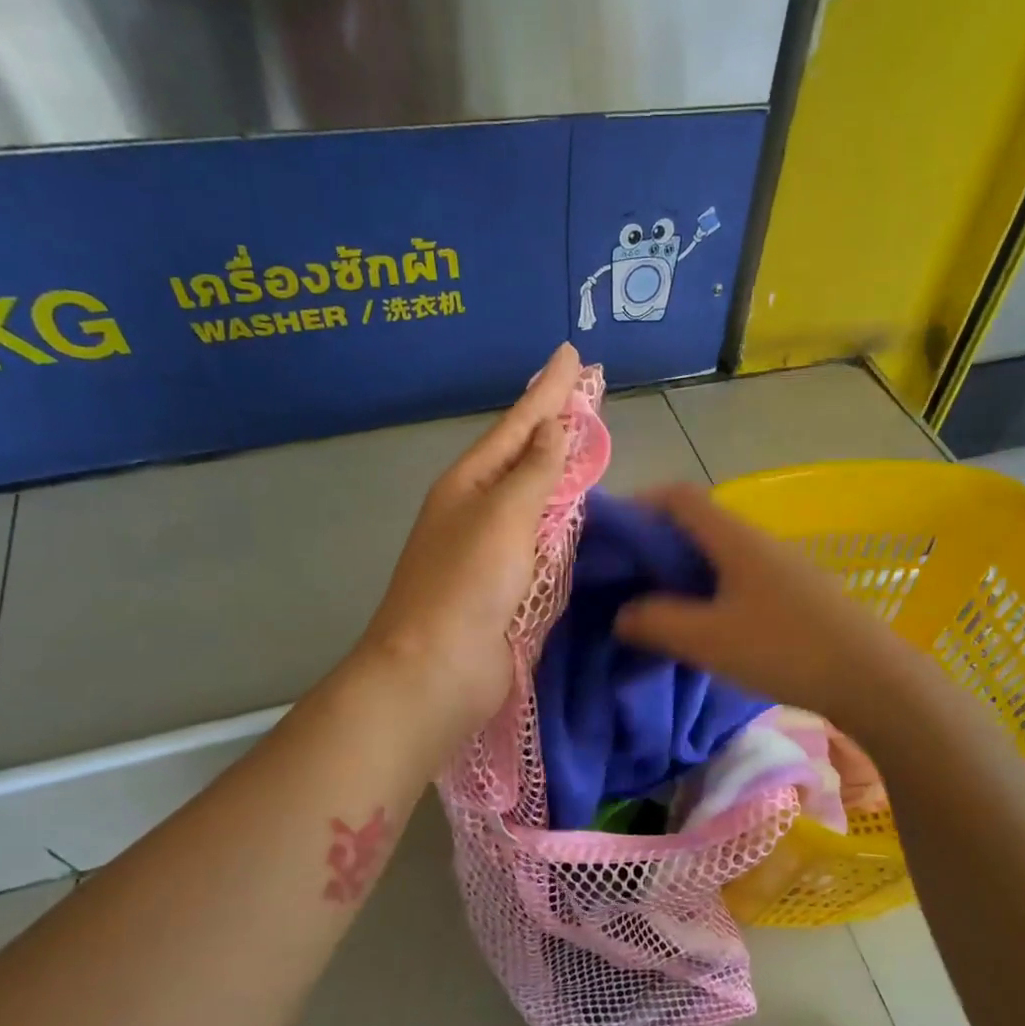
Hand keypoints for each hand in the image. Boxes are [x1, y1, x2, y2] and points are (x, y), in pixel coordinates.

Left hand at [356, 343, 583, 737]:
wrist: (438, 670)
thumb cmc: (466, 585)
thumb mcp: (502, 515)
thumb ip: (534, 472)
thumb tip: (554, 428)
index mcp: (469, 483)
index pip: (518, 424)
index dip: (548, 390)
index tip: (573, 355)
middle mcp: (478, 509)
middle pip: (524, 457)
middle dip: (554, 424)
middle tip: (586, 394)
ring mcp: (493, 550)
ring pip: (535, 500)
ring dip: (559, 471)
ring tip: (586, 444)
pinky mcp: (510, 587)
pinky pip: (543, 543)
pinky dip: (562, 524)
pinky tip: (578, 514)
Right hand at [613, 483, 917, 724]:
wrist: (871, 678)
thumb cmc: (783, 649)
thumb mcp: (707, 639)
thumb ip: (655, 622)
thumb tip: (622, 613)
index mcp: (734, 537)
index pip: (678, 496)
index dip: (640, 505)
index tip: (610, 536)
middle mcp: (758, 541)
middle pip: (697, 524)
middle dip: (655, 545)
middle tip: (625, 578)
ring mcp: (782, 566)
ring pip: (719, 554)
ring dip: (683, 572)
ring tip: (658, 605)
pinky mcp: (796, 593)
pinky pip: (739, 577)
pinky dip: (710, 590)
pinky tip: (705, 625)